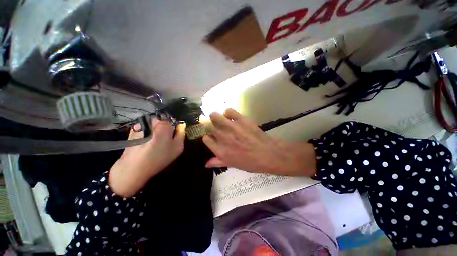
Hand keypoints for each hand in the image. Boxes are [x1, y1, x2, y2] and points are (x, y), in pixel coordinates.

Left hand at [109, 119, 185, 196]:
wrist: (133, 168)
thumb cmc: (159, 158)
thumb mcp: (177, 147)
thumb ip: (181, 134)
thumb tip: (182, 124)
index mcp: (164, 124)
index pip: (173, 120)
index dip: (174, 128)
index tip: (172, 136)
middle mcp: (152, 121)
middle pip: (162, 120)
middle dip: (164, 128)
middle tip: (164, 140)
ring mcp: (141, 124)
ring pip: (153, 124)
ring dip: (155, 130)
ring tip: (154, 142)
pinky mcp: (133, 130)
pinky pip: (145, 127)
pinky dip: (147, 132)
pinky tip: (146, 143)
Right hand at [202, 109, 315, 176]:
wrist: (268, 154)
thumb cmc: (251, 162)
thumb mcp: (232, 165)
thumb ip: (218, 162)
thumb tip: (206, 164)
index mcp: (221, 151)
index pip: (206, 139)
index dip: (208, 138)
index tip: (212, 138)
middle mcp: (223, 137)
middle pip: (208, 126)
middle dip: (209, 125)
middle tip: (214, 127)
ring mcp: (232, 127)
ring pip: (215, 116)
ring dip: (215, 117)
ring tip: (219, 119)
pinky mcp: (241, 119)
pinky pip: (228, 111)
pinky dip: (228, 112)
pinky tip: (231, 117)